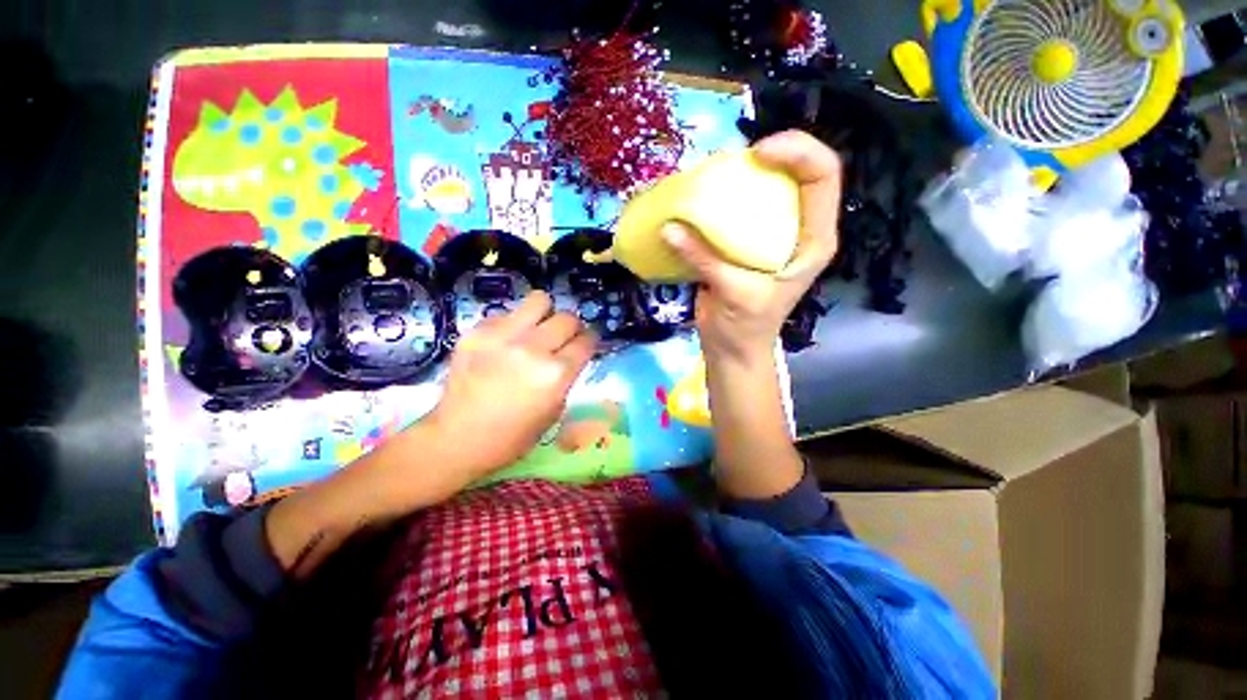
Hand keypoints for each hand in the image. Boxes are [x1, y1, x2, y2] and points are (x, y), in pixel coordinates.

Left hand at [425, 291, 596, 481]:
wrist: (458, 439)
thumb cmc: (514, 436)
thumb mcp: (555, 410)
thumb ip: (567, 376)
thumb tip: (571, 353)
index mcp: (556, 374)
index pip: (586, 340)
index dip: (590, 339)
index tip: (586, 342)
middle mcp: (533, 349)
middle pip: (568, 317)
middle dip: (572, 327)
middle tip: (563, 337)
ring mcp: (503, 336)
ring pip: (540, 300)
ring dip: (545, 313)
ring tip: (537, 328)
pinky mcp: (477, 331)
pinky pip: (507, 313)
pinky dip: (513, 324)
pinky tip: (506, 342)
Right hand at [664, 130, 841, 361]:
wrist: (732, 348)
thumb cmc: (746, 327)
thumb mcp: (734, 293)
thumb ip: (704, 259)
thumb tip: (669, 227)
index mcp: (813, 240)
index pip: (823, 177)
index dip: (799, 152)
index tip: (758, 153)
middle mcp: (797, 230)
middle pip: (797, 173)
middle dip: (771, 155)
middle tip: (734, 159)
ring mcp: (771, 235)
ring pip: (768, 189)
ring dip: (744, 176)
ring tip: (716, 173)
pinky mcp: (746, 243)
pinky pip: (739, 210)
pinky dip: (723, 200)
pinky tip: (703, 199)